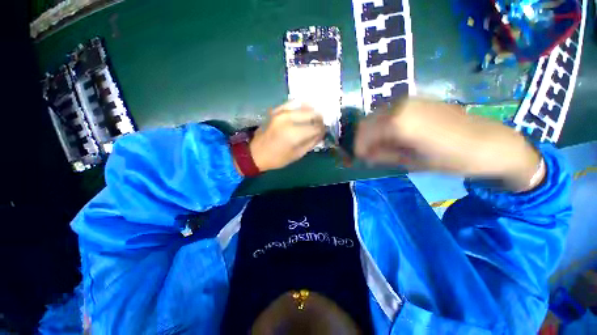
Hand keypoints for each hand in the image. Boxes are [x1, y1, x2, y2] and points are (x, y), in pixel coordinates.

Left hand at [248, 101, 325, 171]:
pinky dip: (300, 106)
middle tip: (320, 125)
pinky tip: (304, 111)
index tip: (324, 132)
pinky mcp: (275, 110)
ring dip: (311, 112)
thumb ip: (311, 142)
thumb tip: (322, 133)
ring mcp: (281, 112)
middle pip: (312, 113)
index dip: (323, 129)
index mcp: (294, 134)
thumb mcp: (297, 154)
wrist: (255, 153)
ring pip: (303, 106)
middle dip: (319, 119)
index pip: (316, 127)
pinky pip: (292, 103)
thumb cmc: (277, 158)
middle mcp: (288, 119)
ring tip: (314, 118)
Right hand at [355, 99, 542, 190]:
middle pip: (366, 123)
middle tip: (368, 155)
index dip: (358, 149)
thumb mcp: (412, 163)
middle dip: (363, 140)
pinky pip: (389, 112)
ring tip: (380, 148)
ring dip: (372, 133)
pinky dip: (383, 126)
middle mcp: (399, 106)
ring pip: (376, 117)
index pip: (364, 135)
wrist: (492, 143)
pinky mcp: (417, 101)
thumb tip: (366, 156)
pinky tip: (392, 137)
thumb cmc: (453, 159)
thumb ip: (383, 156)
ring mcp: (408, 100)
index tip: (360, 160)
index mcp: (397, 122)